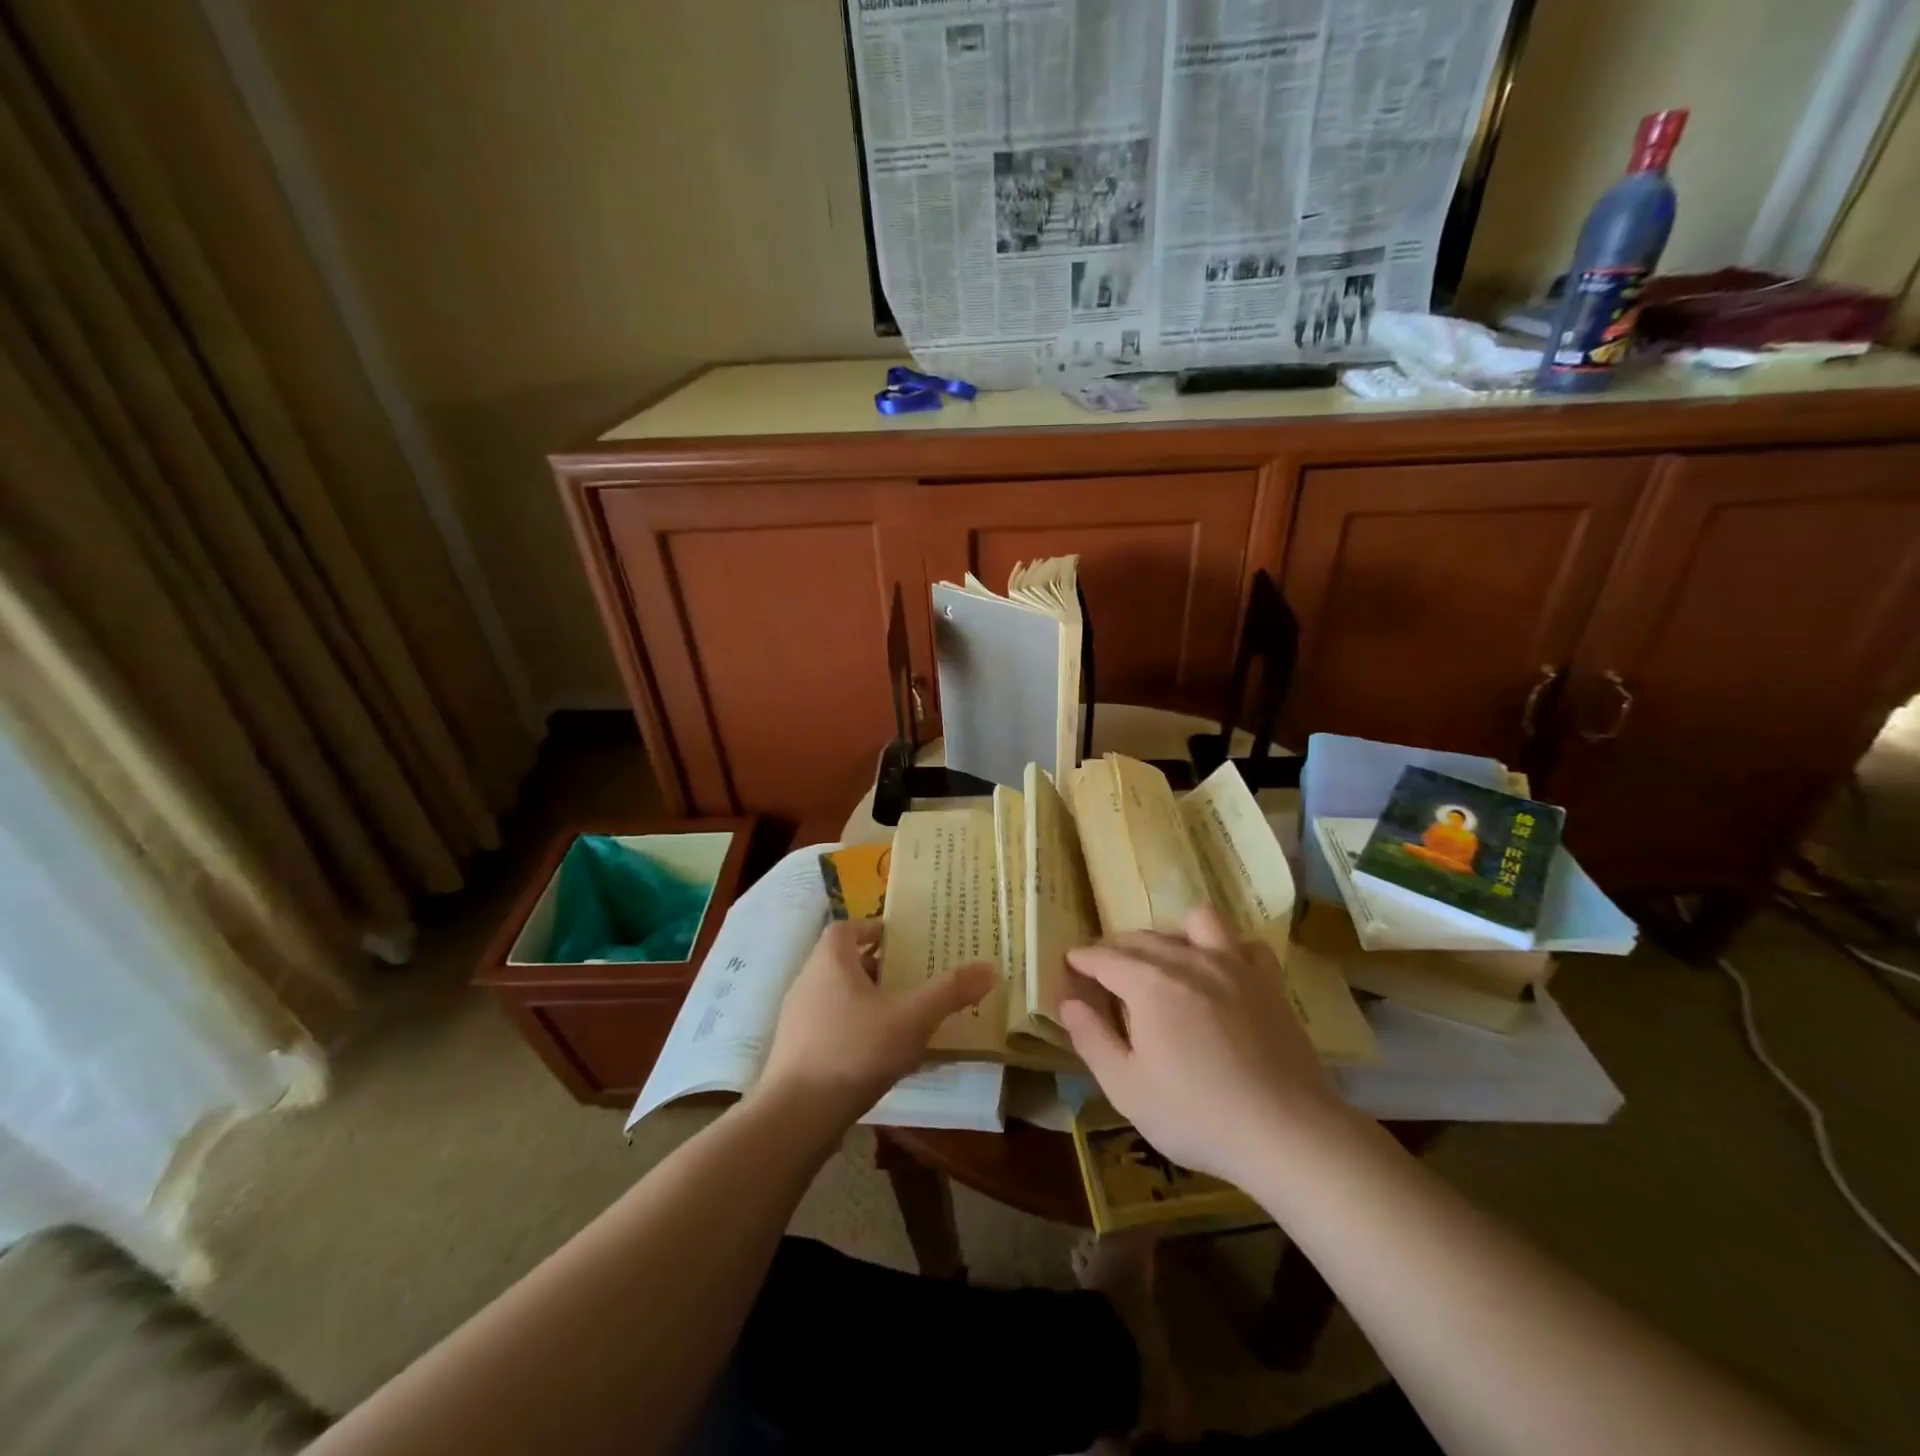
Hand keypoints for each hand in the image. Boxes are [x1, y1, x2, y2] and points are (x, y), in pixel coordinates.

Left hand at [757, 920, 995, 1126]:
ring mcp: (798, 1018)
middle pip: (845, 961)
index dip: (875, 929)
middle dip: (879, 967)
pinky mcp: (796, 1052)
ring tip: (903, 1016)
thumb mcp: (912, 1018)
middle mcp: (808, 980)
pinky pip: (831, 1027)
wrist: (796, 1116)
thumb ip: (950, 992)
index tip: (904, 941)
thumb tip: (990, 968)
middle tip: (914, 977)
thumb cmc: (855, 1050)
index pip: (849, 927)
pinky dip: (855, 1030)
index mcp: (831, 959)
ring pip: (838, 996)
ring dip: (868, 1000)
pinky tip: (880, 1055)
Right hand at [1059, 906, 1343, 1182]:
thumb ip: (1091, 1039)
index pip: (1105, 958)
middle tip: (1105, 968)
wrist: (1287, 1132)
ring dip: (1174, 934)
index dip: (1083, 959)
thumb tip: (1067, 1002)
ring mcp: (1233, 966)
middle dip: (1117, 948)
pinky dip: (1227, 949)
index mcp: (1149, 983)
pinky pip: (1244, 944)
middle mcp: (1188, 961)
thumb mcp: (1126, 1088)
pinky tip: (1221, 971)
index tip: (1070, 962)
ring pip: (1196, 922)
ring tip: (1167, 960)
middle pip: (1143, 938)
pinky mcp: (1268, 983)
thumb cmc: (1196, 1115)